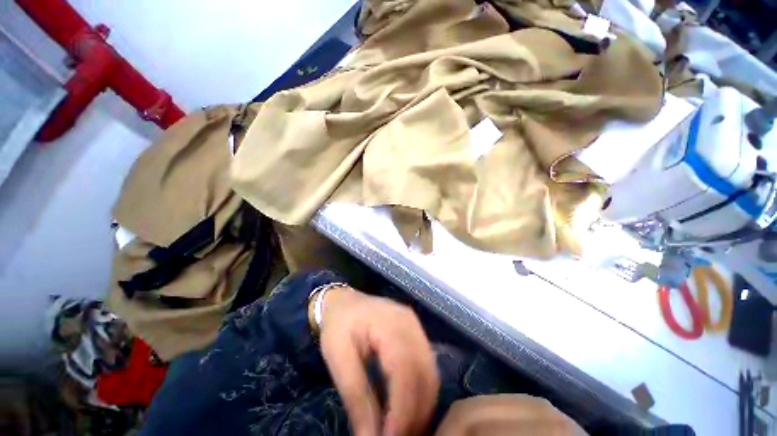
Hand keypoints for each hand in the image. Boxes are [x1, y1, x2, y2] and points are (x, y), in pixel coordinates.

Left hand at [318, 287, 438, 435]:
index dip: (402, 412)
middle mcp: (411, 324)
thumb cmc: (338, 325)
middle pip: (424, 375)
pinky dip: (421, 394)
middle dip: (415, 415)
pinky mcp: (417, 334)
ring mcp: (417, 327)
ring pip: (431, 375)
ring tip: (402, 430)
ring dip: (421, 408)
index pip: (404, 371)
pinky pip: (427, 368)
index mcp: (390, 323)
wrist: (344, 301)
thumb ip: (356, 397)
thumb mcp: (338, 358)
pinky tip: (407, 408)